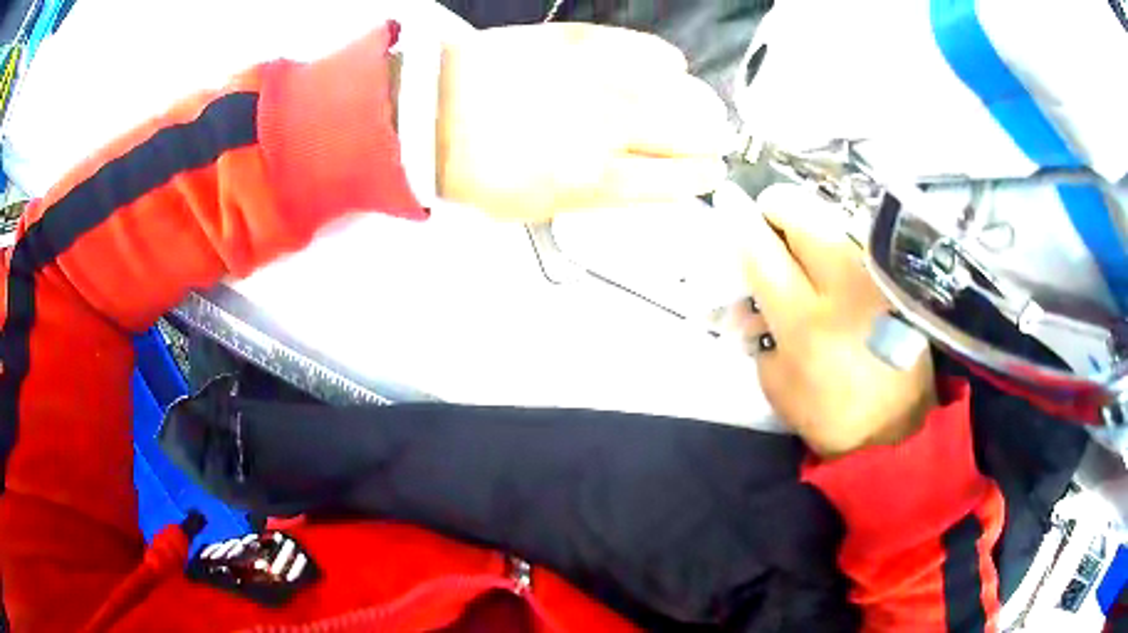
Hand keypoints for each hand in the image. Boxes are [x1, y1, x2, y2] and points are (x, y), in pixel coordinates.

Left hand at [437, 23, 729, 220]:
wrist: (431, 112)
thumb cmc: (474, 168)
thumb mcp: (534, 208)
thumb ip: (593, 195)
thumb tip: (631, 180)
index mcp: (598, 181)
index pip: (677, 180)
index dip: (702, 177)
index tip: (711, 172)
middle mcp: (611, 130)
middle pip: (690, 135)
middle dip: (711, 140)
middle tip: (715, 137)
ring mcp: (599, 80)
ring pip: (679, 91)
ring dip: (697, 102)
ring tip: (697, 106)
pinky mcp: (582, 42)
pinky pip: (644, 49)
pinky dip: (662, 59)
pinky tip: (667, 66)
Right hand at [717, 183, 936, 457]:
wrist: (895, 430)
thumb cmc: (829, 414)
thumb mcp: (776, 382)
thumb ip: (758, 329)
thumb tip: (751, 293)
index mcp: (806, 321)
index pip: (763, 251)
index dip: (740, 220)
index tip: (726, 198)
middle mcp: (844, 286)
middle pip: (802, 214)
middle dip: (776, 209)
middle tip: (767, 229)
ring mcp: (874, 278)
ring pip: (830, 222)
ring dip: (804, 230)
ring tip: (799, 260)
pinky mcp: (892, 281)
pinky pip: (854, 244)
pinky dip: (832, 248)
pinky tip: (830, 276)